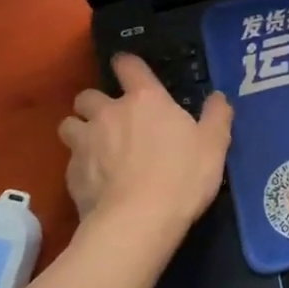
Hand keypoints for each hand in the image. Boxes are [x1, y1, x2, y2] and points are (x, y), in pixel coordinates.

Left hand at [58, 54, 232, 240]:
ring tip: (93, 147)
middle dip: (95, 103)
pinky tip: (94, 181)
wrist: (137, 223)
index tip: (128, 69)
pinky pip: (69, 161)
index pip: (128, 65)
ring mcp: (85, 143)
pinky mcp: (71, 174)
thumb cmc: (181, 177)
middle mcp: (109, 113)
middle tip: (111, 119)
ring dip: (79, 130)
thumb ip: (217, 116)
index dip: (127, 64)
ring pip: (69, 124)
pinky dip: (80, 166)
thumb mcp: (214, 145)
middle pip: (88, 95)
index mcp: (145, 99)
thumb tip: (218, 97)